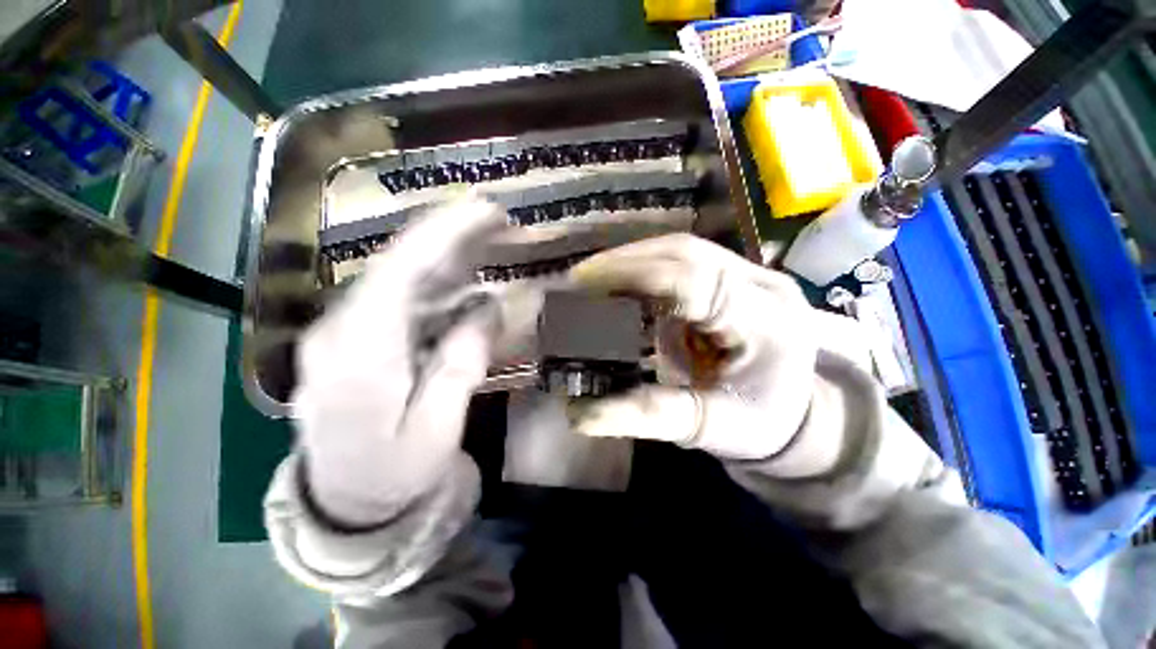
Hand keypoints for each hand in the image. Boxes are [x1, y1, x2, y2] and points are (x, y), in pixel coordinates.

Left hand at [293, 197, 506, 525]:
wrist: (347, 508)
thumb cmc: (395, 476)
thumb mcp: (438, 428)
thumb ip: (461, 363)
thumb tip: (488, 305)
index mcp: (358, 355)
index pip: (402, 272)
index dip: (446, 233)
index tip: (488, 211)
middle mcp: (339, 331)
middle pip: (397, 264)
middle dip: (448, 235)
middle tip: (495, 219)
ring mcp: (340, 333)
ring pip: (396, 277)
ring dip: (443, 256)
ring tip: (486, 240)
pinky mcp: (351, 340)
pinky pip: (396, 298)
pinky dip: (432, 283)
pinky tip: (461, 279)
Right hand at [567, 234, 823, 460]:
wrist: (797, 415)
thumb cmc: (759, 426)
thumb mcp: (705, 427)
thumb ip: (648, 416)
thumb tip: (581, 416)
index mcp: (766, 321)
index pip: (691, 280)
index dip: (634, 274)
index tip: (583, 281)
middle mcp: (764, 285)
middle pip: (686, 252)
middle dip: (627, 260)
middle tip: (582, 277)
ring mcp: (753, 276)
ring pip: (684, 250)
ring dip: (636, 260)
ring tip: (596, 279)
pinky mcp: (737, 278)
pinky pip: (686, 262)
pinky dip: (649, 269)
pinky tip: (625, 284)